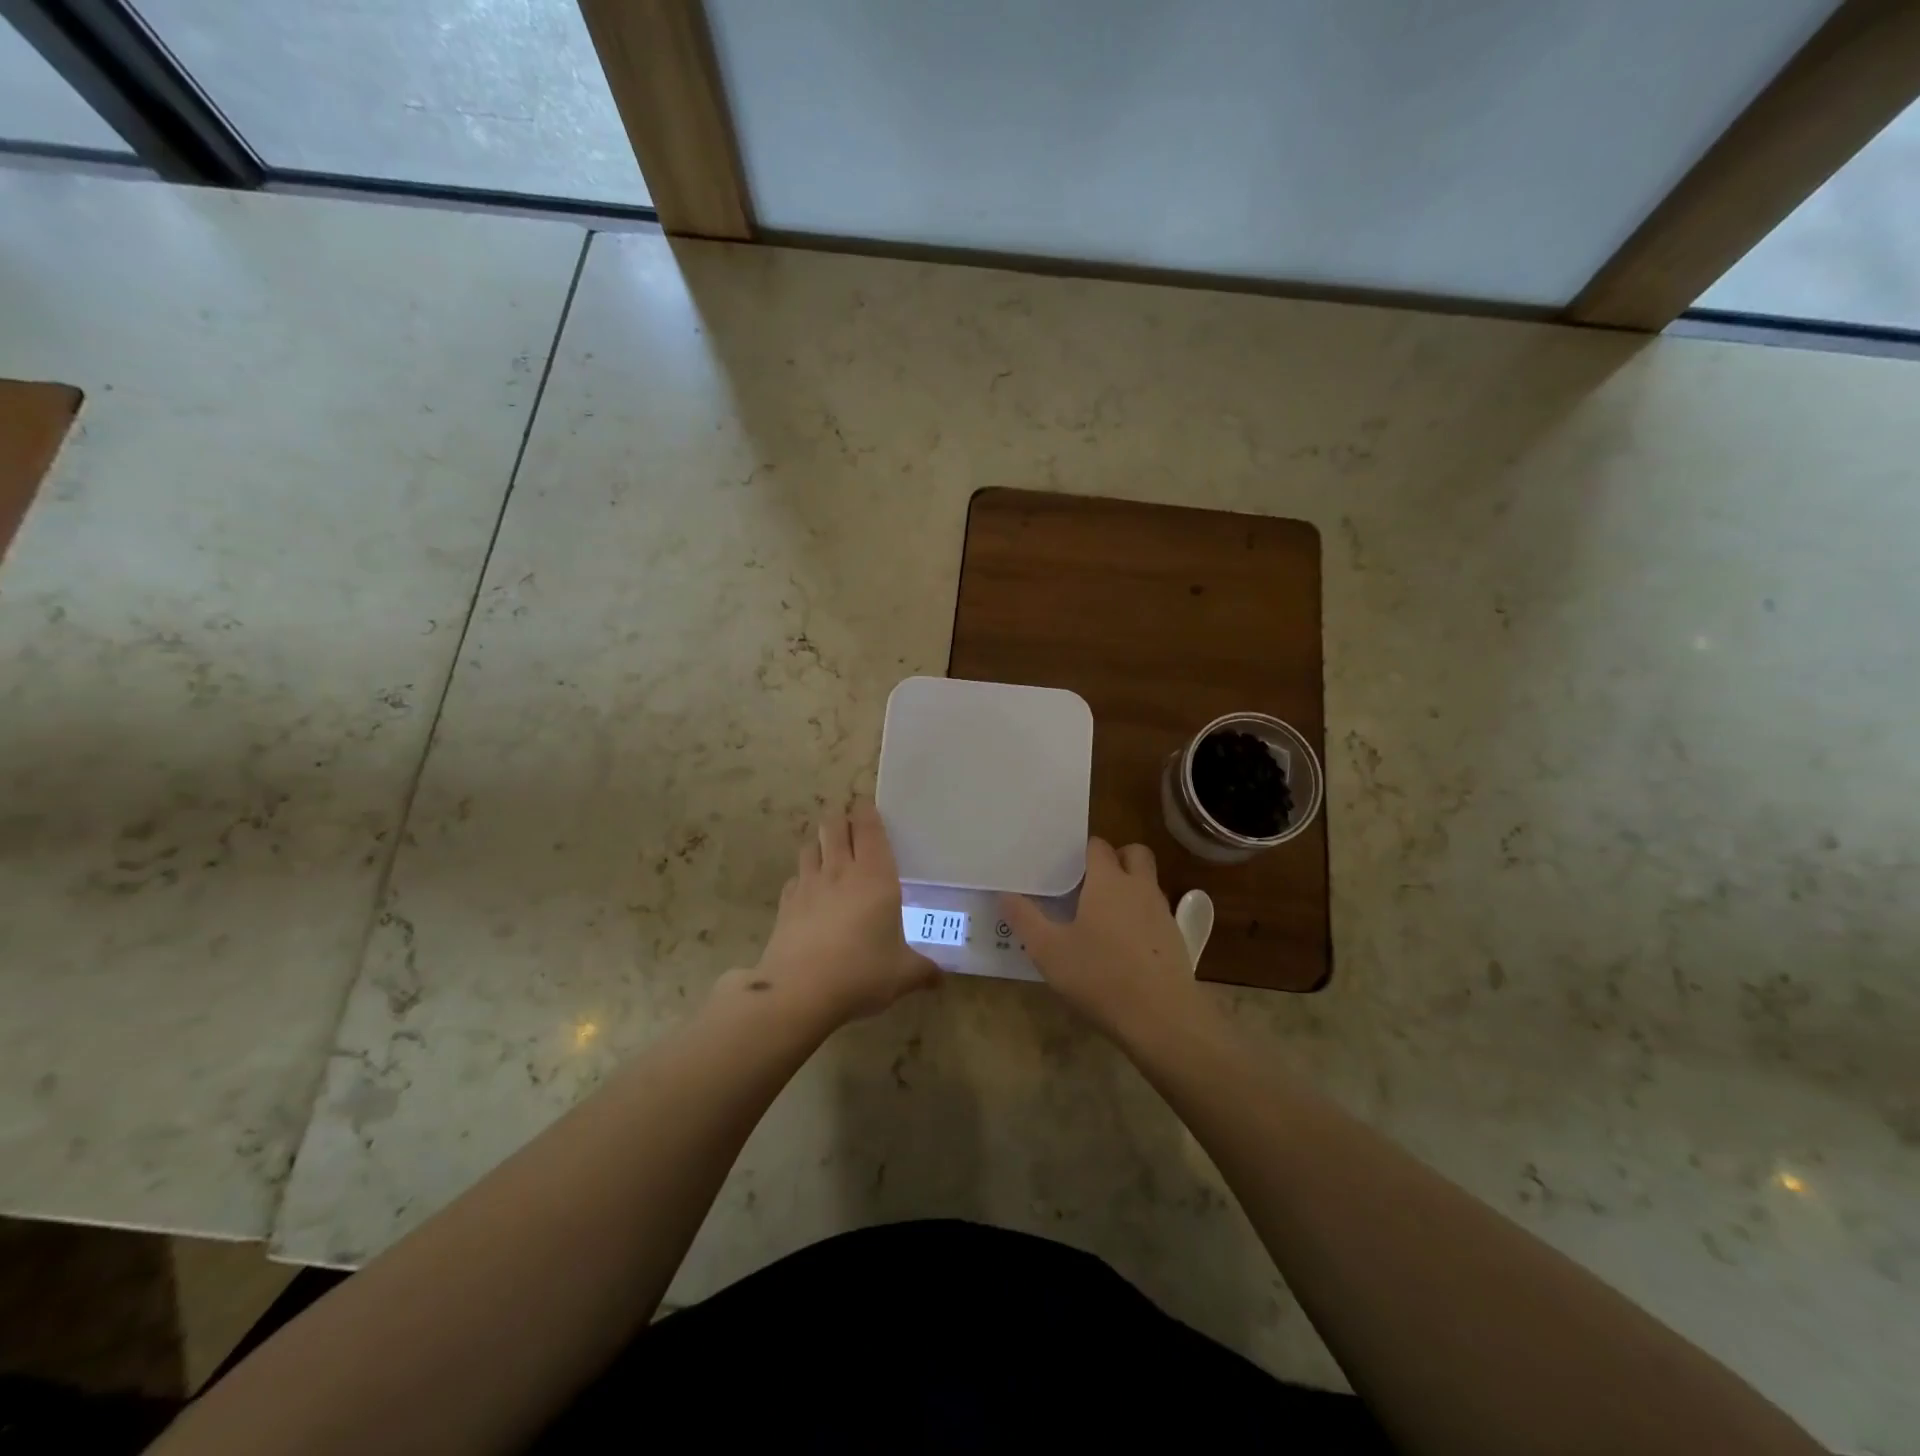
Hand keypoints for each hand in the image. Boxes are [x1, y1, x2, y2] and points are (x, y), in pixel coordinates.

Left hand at [746, 798, 938, 1024]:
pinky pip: (795, 877)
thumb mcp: (903, 974)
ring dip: (820, 842)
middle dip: (841, 817)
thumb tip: (941, 979)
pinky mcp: (786, 904)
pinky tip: (809, 891)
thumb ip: (924, 971)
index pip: (869, 827)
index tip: (868, 806)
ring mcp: (808, 884)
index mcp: (875, 876)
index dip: (867, 811)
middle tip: (850, 824)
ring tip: (829, 852)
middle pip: (834, 825)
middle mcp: (840, 871)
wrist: (799, 992)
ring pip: (811, 845)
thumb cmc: (861, 973)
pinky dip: (803, 876)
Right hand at [1002, 838, 1200, 1043]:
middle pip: (1134, 853)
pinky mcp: (1175, 939)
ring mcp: (1162, 913)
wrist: (1161, 1019)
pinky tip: (1122, 946)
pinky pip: (1156, 913)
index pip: (1098, 846)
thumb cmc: (1099, 976)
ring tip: (1102, 915)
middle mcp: (1139, 887)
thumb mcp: (1048, 951)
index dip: (1082, 851)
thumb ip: (1024, 918)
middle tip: (1089, 881)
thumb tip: (1004, 894)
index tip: (1064, 866)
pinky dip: (1141, 917)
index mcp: (1108, 881)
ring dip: (1129, 887)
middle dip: (1116, 858)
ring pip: (1147, 883)